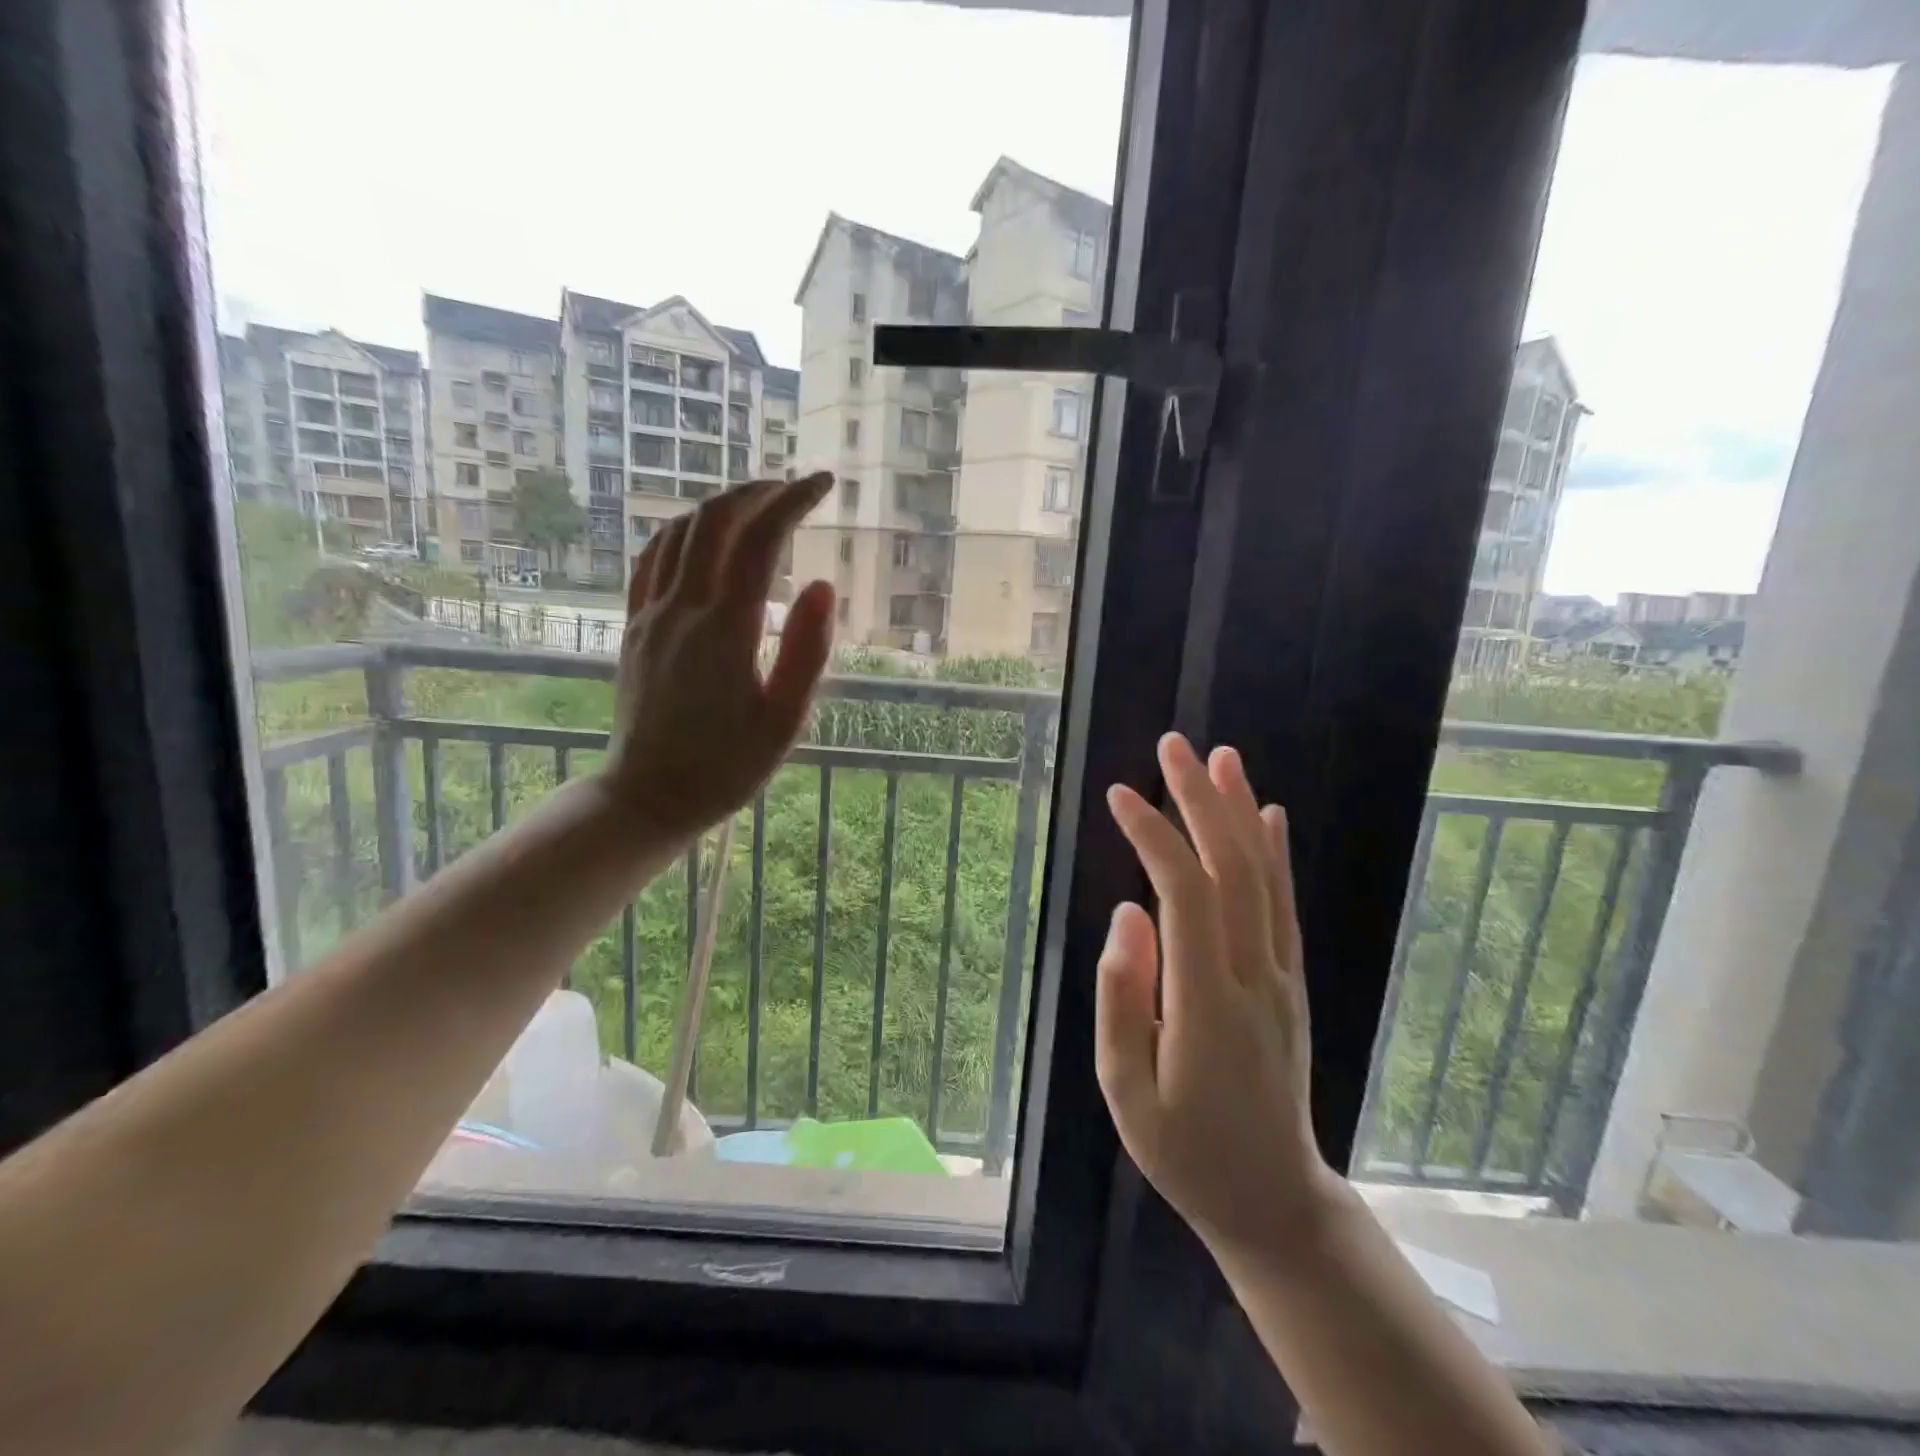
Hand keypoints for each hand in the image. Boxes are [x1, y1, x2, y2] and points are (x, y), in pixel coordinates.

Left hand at [602, 472, 835, 843]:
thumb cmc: (728, 767)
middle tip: (793, 487)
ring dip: (720, 506)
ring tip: (757, 504)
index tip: (822, 484)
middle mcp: (682, 609)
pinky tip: (702, 535)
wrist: (648, 796)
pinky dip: (682, 531)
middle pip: (714, 521)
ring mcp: (650, 615)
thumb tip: (822, 585)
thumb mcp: (785, 720)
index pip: (760, 541)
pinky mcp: (634, 627)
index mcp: (725, 629)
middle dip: (756, 492)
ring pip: (679, 532)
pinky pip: (652, 559)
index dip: (792, 502)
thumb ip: (808, 651)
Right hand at [1096, 733, 1335, 1258]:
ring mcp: (1281, 976)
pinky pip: (1285, 907)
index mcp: (1207, 1001)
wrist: (1272, 1199)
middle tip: (1173, 747)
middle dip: (1201, 801)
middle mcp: (1254, 975)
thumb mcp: (1126, 1089)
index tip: (1120, 795)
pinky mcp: (1291, 982)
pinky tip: (1267, 815)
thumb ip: (1123, 996)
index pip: (1184, 894)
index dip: (1154, 837)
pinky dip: (1276, 854)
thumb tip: (1128, 913)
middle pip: (1232, 869)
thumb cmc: (1184, 1149)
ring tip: (1221, 757)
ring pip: (1265, 878)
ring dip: (1240, 812)